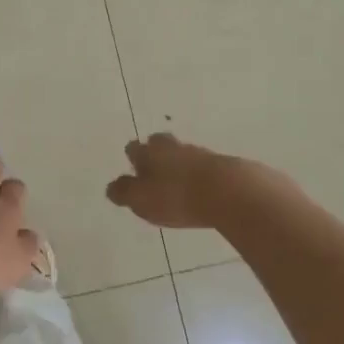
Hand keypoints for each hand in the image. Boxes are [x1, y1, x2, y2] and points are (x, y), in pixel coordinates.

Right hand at [105, 133, 250, 229]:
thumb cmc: (177, 197)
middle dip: (156, 153)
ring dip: (180, 164)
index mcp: (150, 152)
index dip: (133, 158)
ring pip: (184, 153)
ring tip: (178, 181)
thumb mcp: (142, 200)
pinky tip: (202, 188)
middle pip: (161, 143)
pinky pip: (205, 167)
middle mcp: (174, 147)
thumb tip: (112, 187)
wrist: (230, 192)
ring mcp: (201, 153)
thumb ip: (125, 192)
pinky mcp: (224, 165)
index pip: (134, 148)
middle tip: (155, 168)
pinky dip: (200, 174)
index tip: (133, 168)